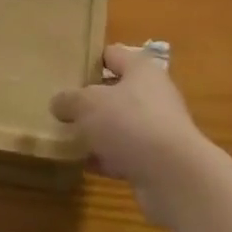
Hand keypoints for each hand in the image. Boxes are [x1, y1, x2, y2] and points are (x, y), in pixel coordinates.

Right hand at [51, 44, 206, 222]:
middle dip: (90, 100)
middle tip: (61, 105)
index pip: (112, 54)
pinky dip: (104, 159)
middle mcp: (152, 95)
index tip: (65, 68)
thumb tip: (58, 102)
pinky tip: (81, 164)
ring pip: (119, 125)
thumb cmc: (130, 122)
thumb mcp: (89, 104)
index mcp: (140, 69)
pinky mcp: (155, 162)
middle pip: (115, 91)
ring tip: (65, 135)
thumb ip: (70, 99)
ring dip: (96, 132)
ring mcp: (155, 130)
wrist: (173, 177)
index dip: (89, 59)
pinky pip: (123, 155)